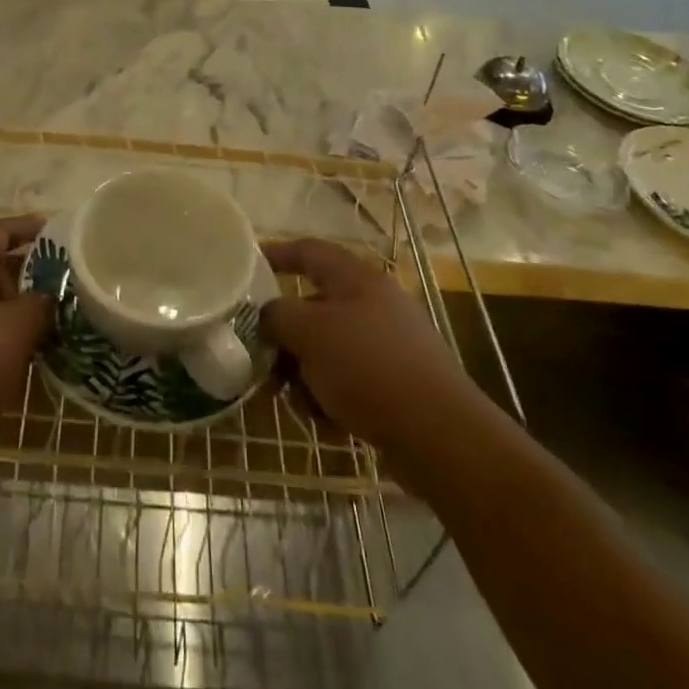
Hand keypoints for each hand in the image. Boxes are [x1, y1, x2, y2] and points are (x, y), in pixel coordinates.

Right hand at [262, 238, 457, 450]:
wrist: (441, 437)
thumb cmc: (368, 368)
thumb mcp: (309, 333)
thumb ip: (277, 315)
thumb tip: (269, 316)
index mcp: (357, 279)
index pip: (309, 251)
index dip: (277, 254)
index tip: (246, 266)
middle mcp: (375, 304)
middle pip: (314, 308)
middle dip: (287, 337)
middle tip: (263, 360)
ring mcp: (390, 345)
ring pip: (329, 349)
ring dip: (306, 373)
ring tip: (300, 402)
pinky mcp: (398, 385)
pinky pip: (350, 380)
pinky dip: (332, 396)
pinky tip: (327, 422)